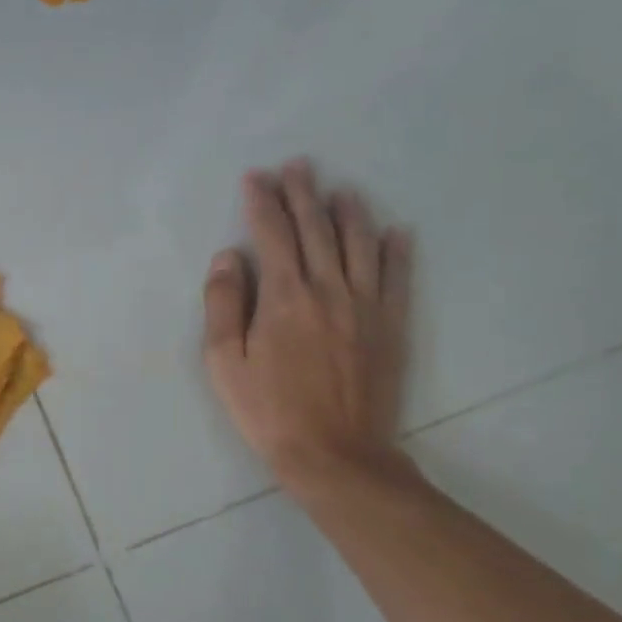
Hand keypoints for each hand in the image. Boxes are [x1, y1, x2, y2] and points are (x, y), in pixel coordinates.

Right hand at [203, 160, 413, 497]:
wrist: (334, 454)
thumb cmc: (268, 409)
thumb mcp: (223, 362)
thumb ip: (223, 304)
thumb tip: (228, 257)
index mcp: (284, 296)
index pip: (271, 234)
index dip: (262, 202)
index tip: (256, 178)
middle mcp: (328, 289)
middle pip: (316, 229)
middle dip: (303, 194)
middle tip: (298, 166)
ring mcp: (366, 306)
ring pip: (360, 244)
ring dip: (349, 212)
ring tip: (340, 190)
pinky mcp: (391, 326)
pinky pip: (397, 278)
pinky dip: (397, 251)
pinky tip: (396, 231)